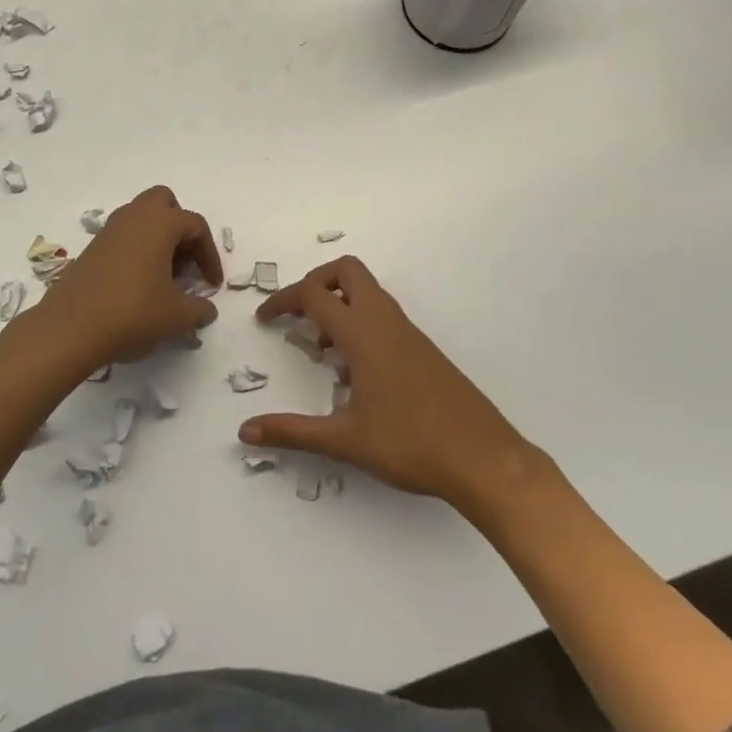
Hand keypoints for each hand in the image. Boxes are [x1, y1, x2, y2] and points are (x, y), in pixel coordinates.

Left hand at [33, 186, 222, 368]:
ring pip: (141, 218)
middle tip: (185, 262)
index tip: (212, 285)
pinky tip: (139, 283)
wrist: (71, 327)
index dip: (209, 255)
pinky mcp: (92, 248)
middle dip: (180, 227)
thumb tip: (207, 310)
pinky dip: (137, 249)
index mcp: (160, 222)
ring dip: (157, 238)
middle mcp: (134, 216)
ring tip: (164, 276)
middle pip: (164, 203)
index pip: (195, 226)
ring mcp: (109, 230)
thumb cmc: (133, 312)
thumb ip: (199, 310)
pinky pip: (123, 236)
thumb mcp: (176, 316)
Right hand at [240, 257, 542, 510]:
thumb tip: (246, 431)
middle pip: (347, 271)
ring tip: (322, 352)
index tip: (264, 320)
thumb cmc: (411, 445)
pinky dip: (359, 324)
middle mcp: (385, 321)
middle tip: (298, 315)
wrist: (485, 460)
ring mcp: (408, 333)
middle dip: (316, 282)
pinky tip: (355, 373)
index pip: (313, 295)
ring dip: (339, 305)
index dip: (283, 300)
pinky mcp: (423, 349)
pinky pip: (383, 316)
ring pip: (368, 293)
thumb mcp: (345, 440)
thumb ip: (293, 432)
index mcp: (363, 333)